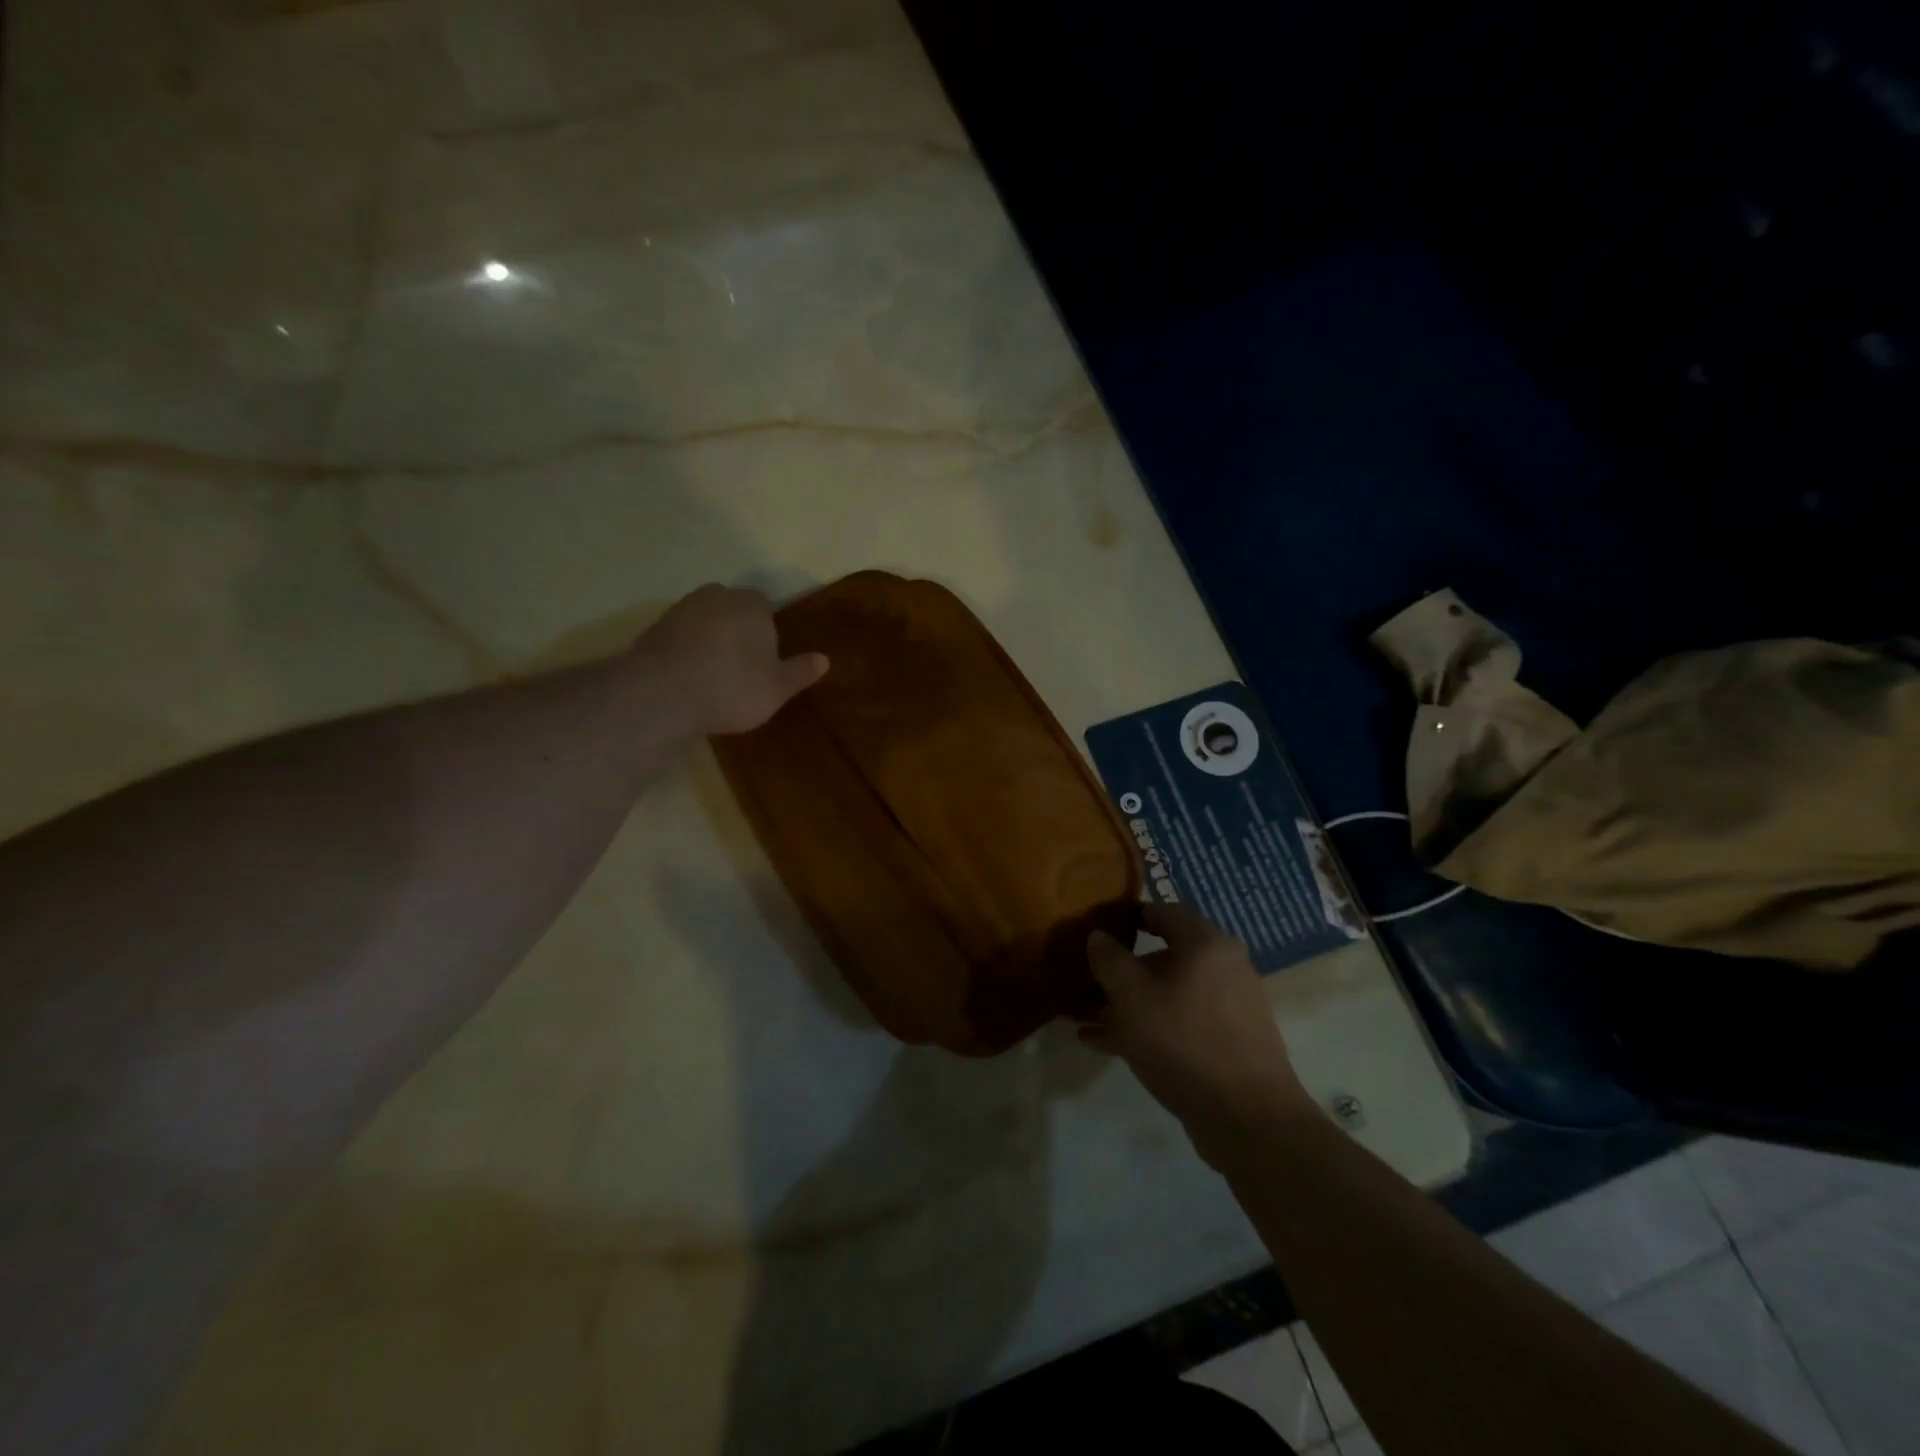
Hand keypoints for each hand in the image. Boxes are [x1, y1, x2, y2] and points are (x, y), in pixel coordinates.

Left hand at [635, 584, 828, 736]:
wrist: (661, 694)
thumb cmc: (731, 688)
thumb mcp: (777, 688)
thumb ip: (800, 671)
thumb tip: (824, 659)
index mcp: (752, 604)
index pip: (766, 608)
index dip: (767, 633)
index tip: (765, 660)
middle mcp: (717, 596)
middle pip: (734, 610)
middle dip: (738, 631)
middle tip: (741, 667)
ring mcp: (681, 609)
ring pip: (705, 620)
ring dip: (710, 640)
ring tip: (713, 675)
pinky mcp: (654, 628)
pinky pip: (681, 636)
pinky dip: (686, 650)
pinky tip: (688, 678)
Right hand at [1081, 903, 1311, 1163]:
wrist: (1249, 1119)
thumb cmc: (1184, 1041)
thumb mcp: (1132, 998)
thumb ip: (1109, 961)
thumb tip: (1098, 936)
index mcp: (1206, 944)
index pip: (1163, 911)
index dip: (1128, 916)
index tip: (1097, 927)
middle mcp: (1223, 967)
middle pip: (1164, 957)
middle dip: (1122, 970)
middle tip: (1086, 981)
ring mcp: (1228, 1007)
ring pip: (1168, 994)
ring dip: (1128, 1003)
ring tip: (1086, 1019)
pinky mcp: (1227, 1042)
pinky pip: (1179, 1022)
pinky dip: (1148, 1026)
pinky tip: (1106, 1044)